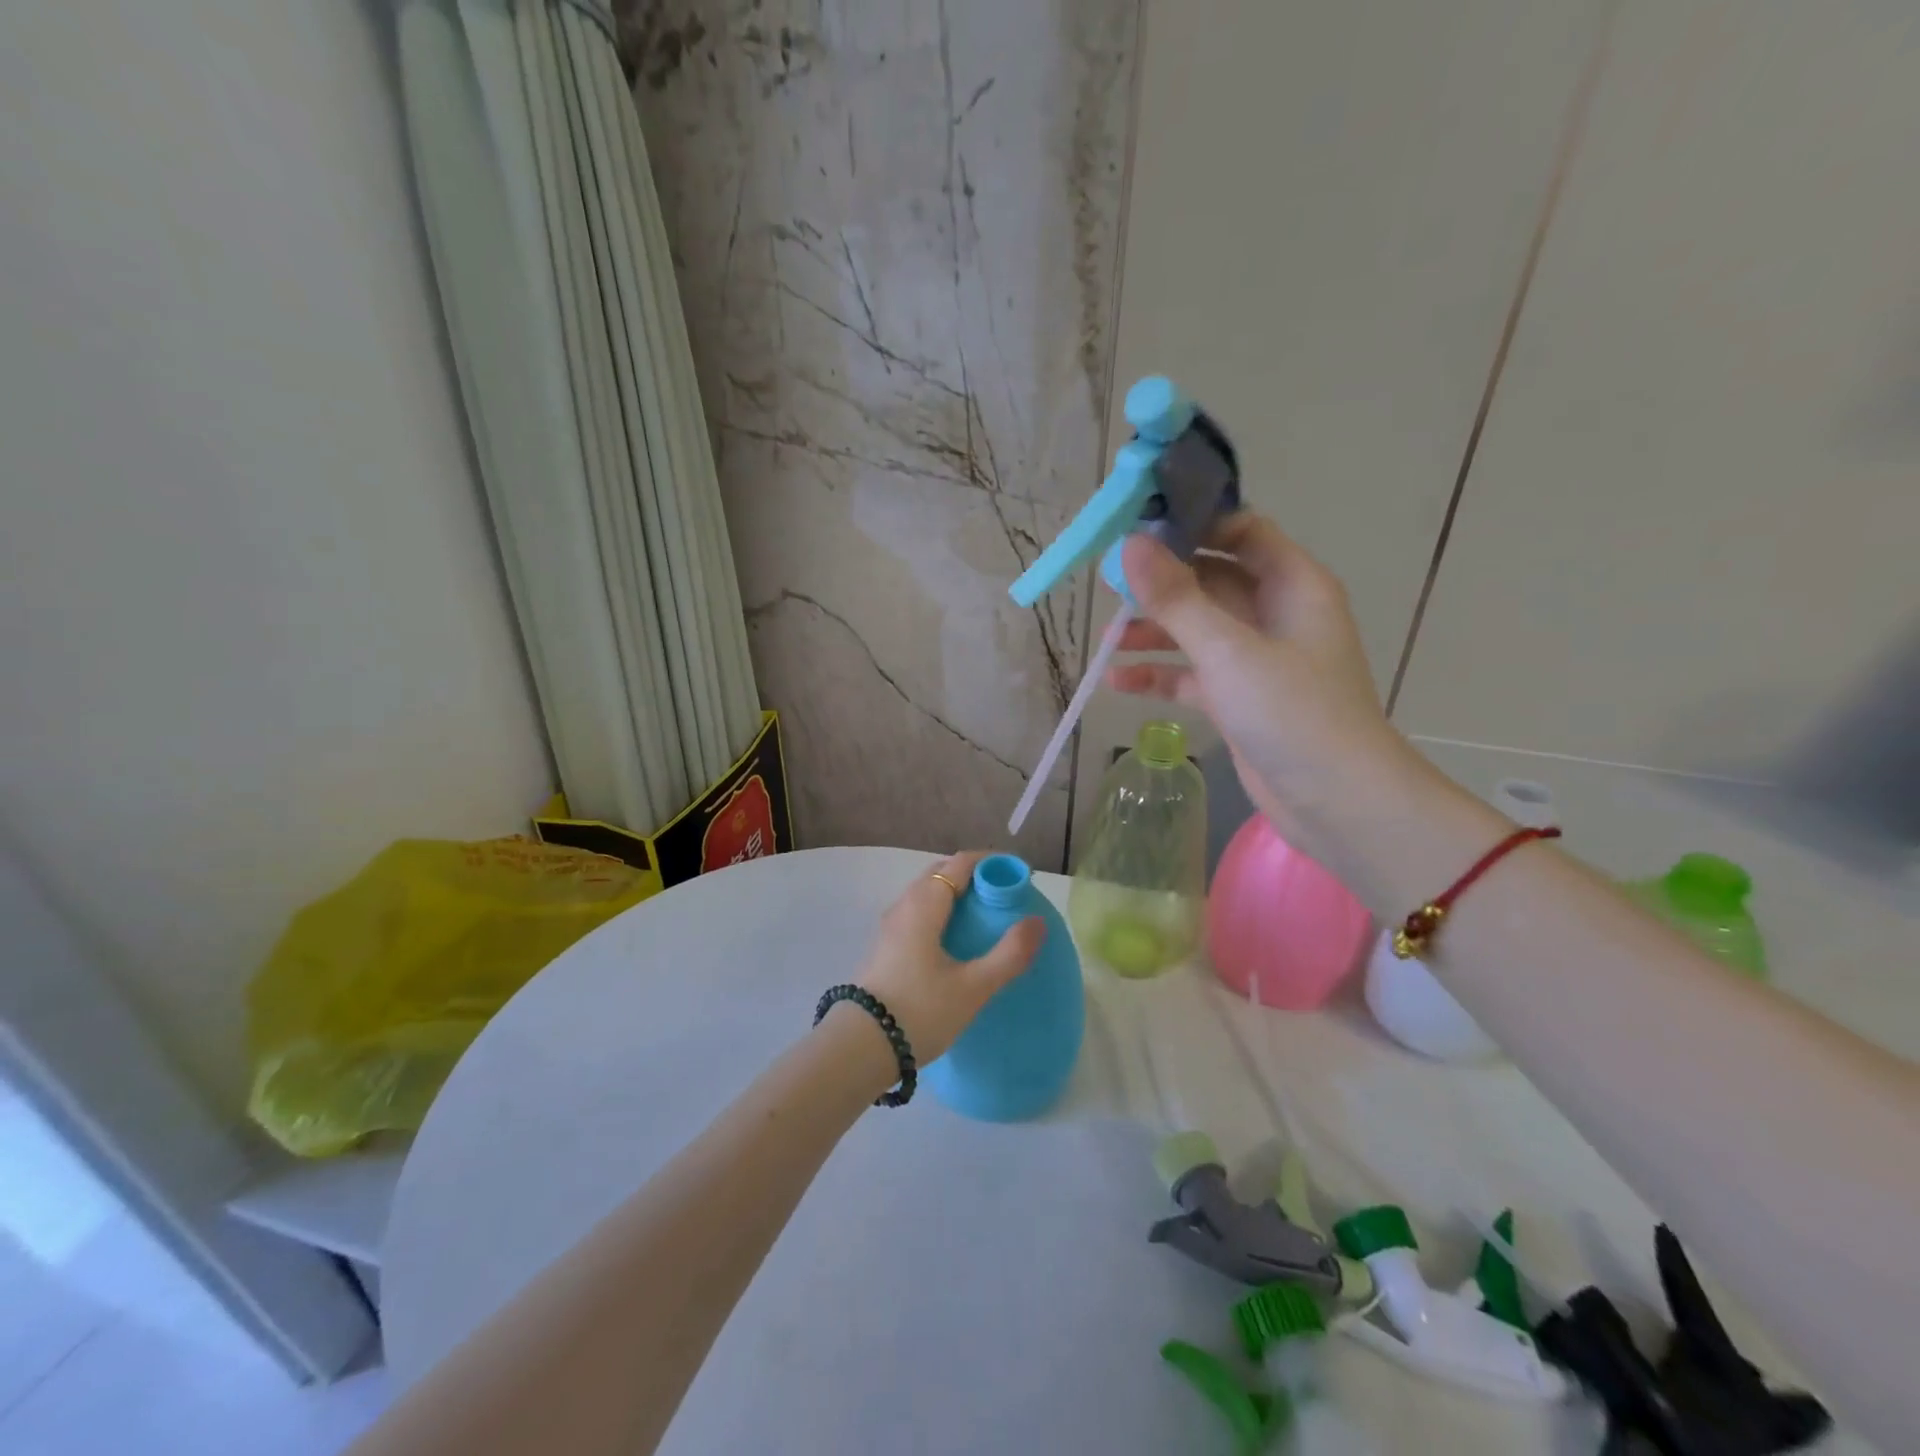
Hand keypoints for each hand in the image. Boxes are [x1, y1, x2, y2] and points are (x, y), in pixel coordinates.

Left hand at [854, 852, 1043, 1063]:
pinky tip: (955, 942)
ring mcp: (890, 926)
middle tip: (1004, 897)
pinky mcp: (885, 947)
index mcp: (924, 903)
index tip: (1018, 876)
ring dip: (956, 895)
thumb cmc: (920, 1010)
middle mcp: (904, 905)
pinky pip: (918, 913)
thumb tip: (1037, 922)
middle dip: (974, 876)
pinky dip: (941, 913)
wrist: (861, 1047)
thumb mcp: (973, 986)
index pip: (961, 863)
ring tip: (984, 919)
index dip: (992, 863)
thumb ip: (1009, 953)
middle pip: (941, 873)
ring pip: (927, 894)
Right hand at [1107, 514, 1413, 859]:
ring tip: (1107, 640)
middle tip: (1109, 586)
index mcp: (1291, 585)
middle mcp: (1275, 613)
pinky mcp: (1239, 698)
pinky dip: (1160, 675)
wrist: (1337, 802)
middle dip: (1161, 584)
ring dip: (1154, 632)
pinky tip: (1118, 681)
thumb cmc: (1292, 713)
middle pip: (1210, 580)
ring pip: (1197, 629)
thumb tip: (1131, 544)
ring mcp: (1256, 658)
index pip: (1241, 531)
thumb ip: (1177, 598)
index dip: (1193, 525)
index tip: (1139, 530)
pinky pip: (1192, 673)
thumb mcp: (1228, 650)